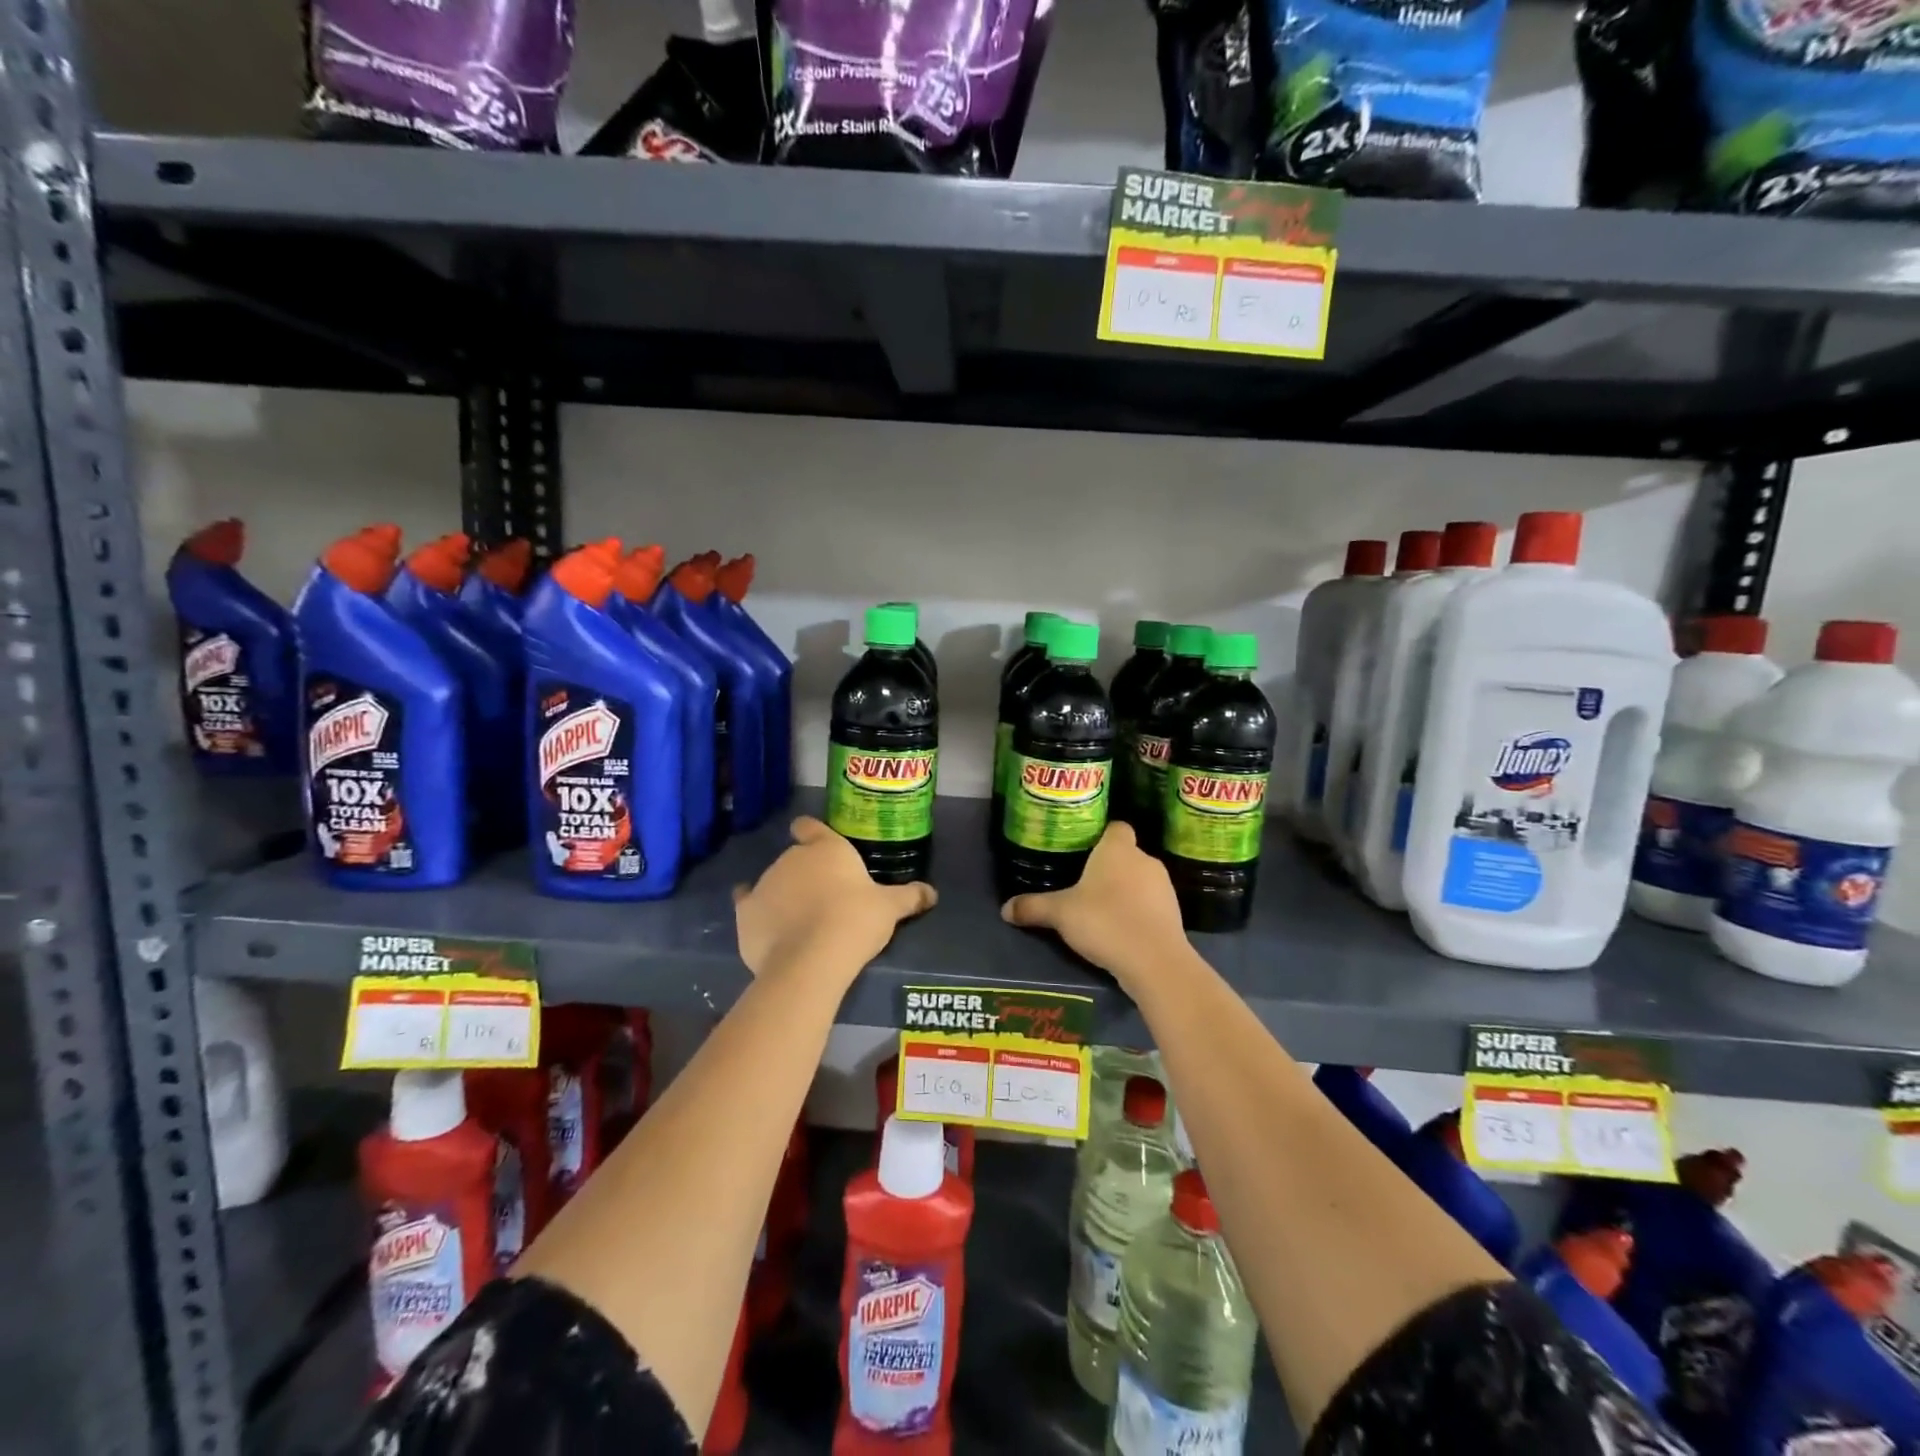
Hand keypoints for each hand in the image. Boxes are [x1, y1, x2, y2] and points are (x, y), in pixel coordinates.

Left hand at [734, 817, 935, 983]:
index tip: (816, 844)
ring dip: (783, 894)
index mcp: (825, 848)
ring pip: (773, 881)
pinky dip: (757, 912)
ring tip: (800, 922)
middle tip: (825, 899)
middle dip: (805, 874)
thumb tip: (932, 893)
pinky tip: (766, 926)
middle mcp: (791, 858)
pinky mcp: (745, 912)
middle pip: (794, 858)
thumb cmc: (855, 921)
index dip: (811, 833)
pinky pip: (748, 904)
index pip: (810, 826)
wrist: (811, 960)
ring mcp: (764, 883)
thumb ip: (910, 896)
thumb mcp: (890, 909)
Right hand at [1001, 823, 1190, 994]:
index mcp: (1118, 849)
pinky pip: (1150, 904)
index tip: (1083, 850)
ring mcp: (1164, 887)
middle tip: (1083, 884)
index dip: (1101, 835)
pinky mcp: (1174, 913)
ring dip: (1125, 891)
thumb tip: (1004, 909)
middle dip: (1108, 867)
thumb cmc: (1104, 921)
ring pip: (1140, 880)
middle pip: (1126, 854)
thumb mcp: (1060, 914)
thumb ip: (1032, 907)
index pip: (1115, 827)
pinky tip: (1121, 930)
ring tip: (1101, 910)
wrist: (1154, 961)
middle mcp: (1144, 860)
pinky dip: (1138, 912)